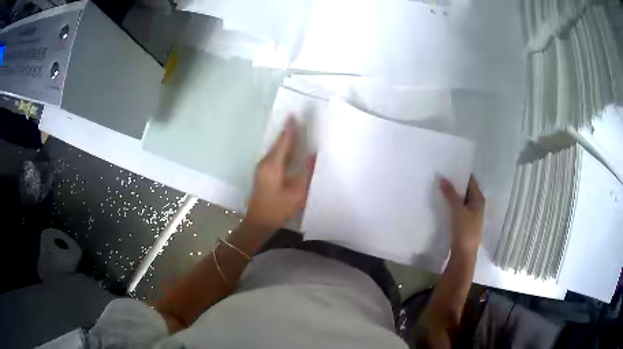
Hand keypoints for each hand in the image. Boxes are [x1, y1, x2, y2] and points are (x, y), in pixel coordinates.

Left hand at [245, 118, 315, 232]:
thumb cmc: (278, 209)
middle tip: (299, 120)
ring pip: (275, 149)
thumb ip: (306, 173)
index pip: (283, 142)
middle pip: (278, 143)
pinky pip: (274, 155)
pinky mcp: (262, 172)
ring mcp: (261, 167)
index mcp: (272, 165)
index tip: (294, 115)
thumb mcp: (297, 193)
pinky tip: (290, 149)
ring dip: (285, 140)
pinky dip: (282, 149)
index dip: (290, 129)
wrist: (258, 221)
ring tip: (296, 131)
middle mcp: (265, 162)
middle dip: (288, 131)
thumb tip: (314, 155)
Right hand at [440, 176, 484, 253]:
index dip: (460, 173)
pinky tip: (440, 201)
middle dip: (454, 183)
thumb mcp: (458, 211)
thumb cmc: (465, 231)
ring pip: (459, 199)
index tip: (448, 166)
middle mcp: (475, 204)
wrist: (463, 255)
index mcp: (478, 199)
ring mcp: (469, 214)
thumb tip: (442, 178)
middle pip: (464, 189)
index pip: (470, 181)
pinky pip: (456, 208)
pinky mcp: (462, 222)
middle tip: (440, 174)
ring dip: (451, 193)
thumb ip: (450, 194)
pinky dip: (449, 203)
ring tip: (438, 185)